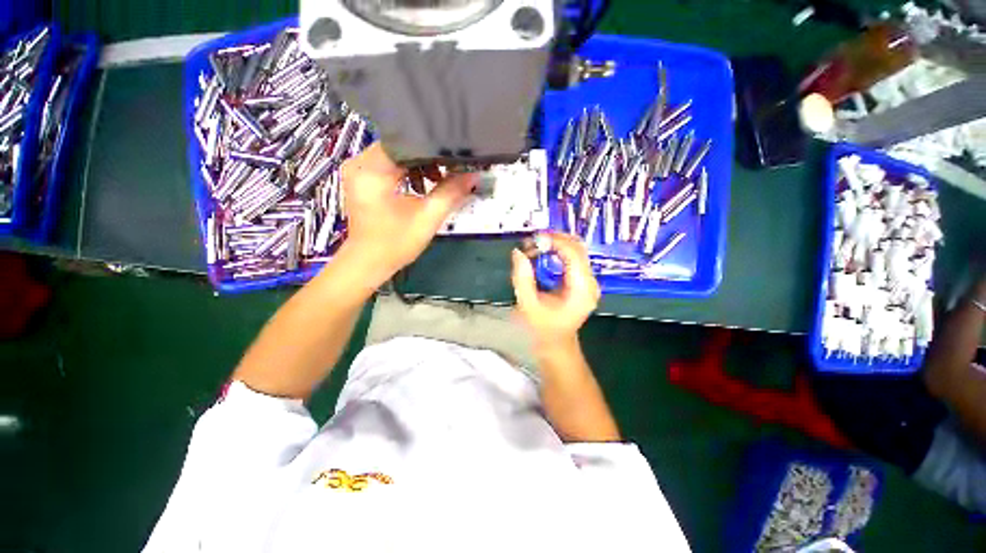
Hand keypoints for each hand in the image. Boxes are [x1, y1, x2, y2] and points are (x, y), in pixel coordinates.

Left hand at [338, 143, 477, 284]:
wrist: (370, 262)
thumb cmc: (396, 243)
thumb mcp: (428, 217)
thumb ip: (451, 193)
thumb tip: (474, 175)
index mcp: (371, 170)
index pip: (406, 143)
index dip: (433, 148)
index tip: (455, 157)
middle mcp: (359, 163)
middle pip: (400, 146)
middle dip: (427, 157)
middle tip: (451, 168)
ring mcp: (359, 170)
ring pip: (396, 154)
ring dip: (419, 165)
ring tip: (437, 180)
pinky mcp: (363, 178)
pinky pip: (389, 164)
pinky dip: (407, 171)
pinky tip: (421, 185)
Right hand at [511, 233, 600, 345]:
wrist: (556, 342)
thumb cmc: (543, 328)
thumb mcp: (528, 304)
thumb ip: (522, 278)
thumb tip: (518, 252)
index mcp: (581, 290)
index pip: (573, 254)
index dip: (555, 241)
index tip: (534, 239)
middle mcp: (590, 282)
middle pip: (578, 247)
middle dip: (556, 239)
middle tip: (533, 240)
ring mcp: (589, 281)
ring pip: (577, 249)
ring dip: (557, 243)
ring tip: (536, 245)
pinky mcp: (584, 280)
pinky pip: (574, 257)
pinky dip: (559, 250)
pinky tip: (545, 253)